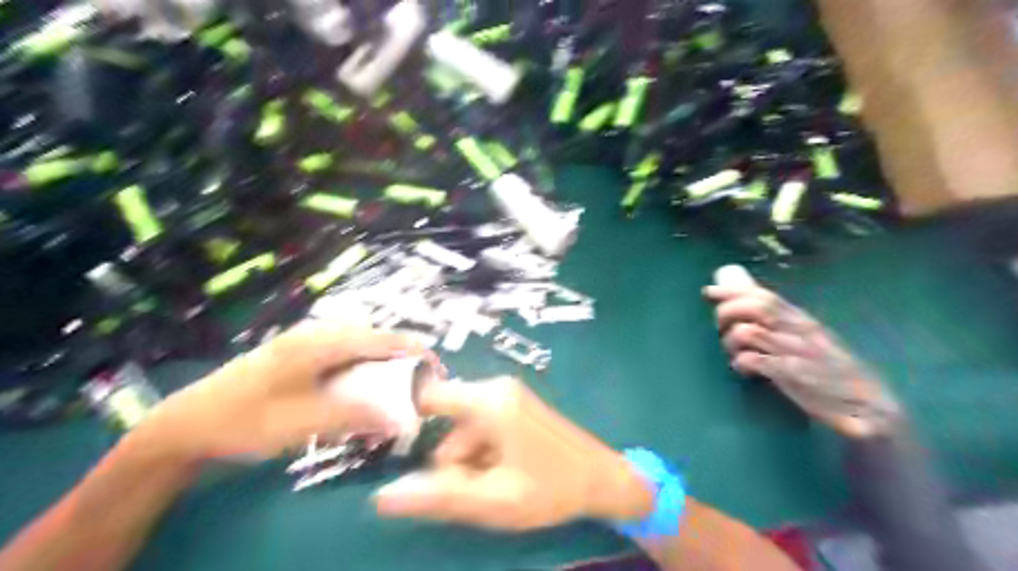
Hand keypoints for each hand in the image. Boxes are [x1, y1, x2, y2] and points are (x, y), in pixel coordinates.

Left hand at [131, 321, 425, 463]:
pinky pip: (340, 351)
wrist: (185, 424)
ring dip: (379, 358)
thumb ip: (355, 416)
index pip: (379, 339)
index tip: (437, 361)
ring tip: (396, 379)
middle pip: (370, 336)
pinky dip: (359, 363)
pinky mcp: (295, 353)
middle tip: (418, 376)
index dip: (411, 348)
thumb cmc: (245, 420)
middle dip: (398, 353)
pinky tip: (359, 381)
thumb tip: (402, 419)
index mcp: (319, 343)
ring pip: (355, 342)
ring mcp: (303, 341)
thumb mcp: (303, 422)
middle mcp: (314, 334)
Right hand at [372, 378, 650, 530]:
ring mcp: (509, 395)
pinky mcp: (517, 406)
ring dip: (465, 459)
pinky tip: (500, 474)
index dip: (405, 417)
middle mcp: (496, 388)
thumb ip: (437, 497)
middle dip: (447, 457)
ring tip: (488, 489)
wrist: (603, 479)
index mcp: (489, 401)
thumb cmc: (550, 488)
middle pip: (447, 419)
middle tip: (464, 490)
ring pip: (465, 427)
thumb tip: (381, 498)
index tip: (393, 449)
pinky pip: (483, 425)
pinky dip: (481, 450)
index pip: (429, 395)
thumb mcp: (492, 500)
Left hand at [705, 280, 901, 436]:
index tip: (709, 291)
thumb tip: (744, 301)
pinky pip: (756, 361)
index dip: (733, 291)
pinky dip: (741, 361)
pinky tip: (743, 369)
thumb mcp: (805, 337)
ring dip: (731, 340)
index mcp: (799, 319)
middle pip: (755, 307)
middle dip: (727, 311)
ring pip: (749, 332)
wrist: (868, 405)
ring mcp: (797, 352)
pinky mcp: (795, 376)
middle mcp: (798, 330)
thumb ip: (779, 321)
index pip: (764, 295)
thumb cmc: (827, 368)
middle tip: (719, 326)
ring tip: (734, 352)